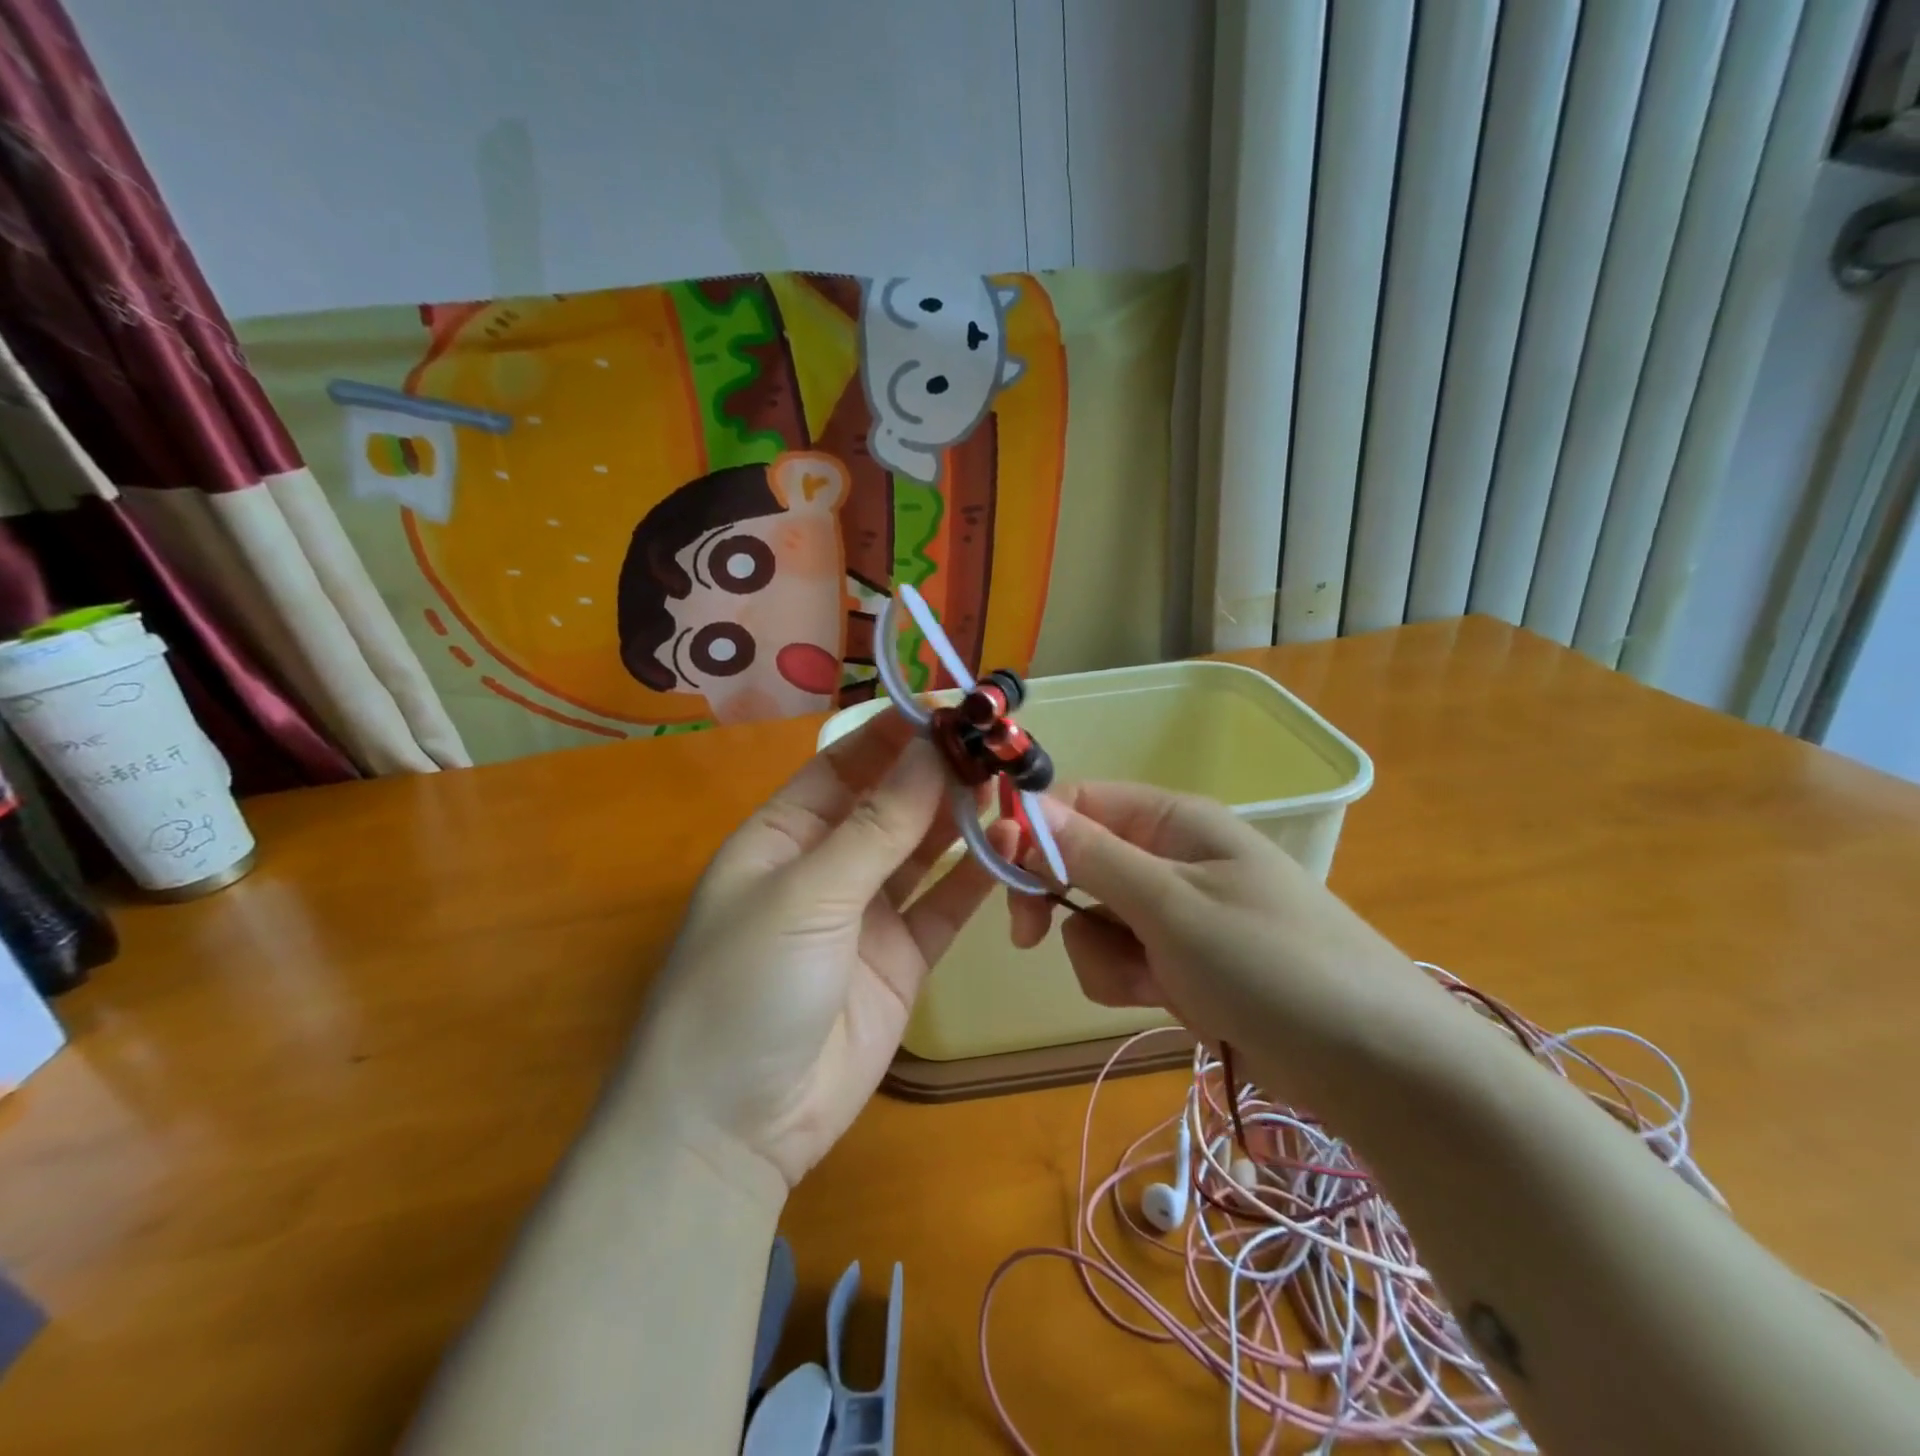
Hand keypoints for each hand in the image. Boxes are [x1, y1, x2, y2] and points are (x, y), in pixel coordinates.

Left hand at [627, 713, 1007, 1192]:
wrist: (734, 1127)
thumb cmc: (746, 986)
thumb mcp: (808, 895)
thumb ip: (877, 827)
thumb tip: (931, 751)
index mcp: (783, 834)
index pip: (846, 764)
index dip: (896, 734)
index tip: (953, 709)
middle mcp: (828, 864)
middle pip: (892, 803)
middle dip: (939, 773)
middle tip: (998, 746)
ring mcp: (868, 912)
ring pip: (924, 850)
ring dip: (963, 819)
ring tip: (1011, 786)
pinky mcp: (902, 958)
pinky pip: (945, 905)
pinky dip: (977, 877)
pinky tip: (1013, 846)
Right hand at [1010, 783, 1451, 1103]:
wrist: (1373, 1062)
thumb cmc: (1269, 962)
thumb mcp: (1170, 903)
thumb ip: (1091, 855)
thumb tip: (1025, 805)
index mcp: (1173, 821)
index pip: (1080, 803)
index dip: (1033, 832)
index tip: (1001, 876)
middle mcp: (1172, 857)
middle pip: (1080, 863)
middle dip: (1060, 903)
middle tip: (1031, 937)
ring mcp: (1180, 912)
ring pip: (1096, 920)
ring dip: (1102, 954)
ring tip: (1149, 982)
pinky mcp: (1186, 961)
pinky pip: (1126, 959)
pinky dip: (1129, 981)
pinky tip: (1164, 1002)